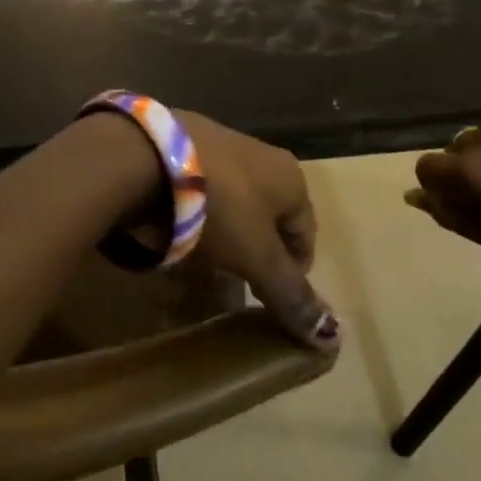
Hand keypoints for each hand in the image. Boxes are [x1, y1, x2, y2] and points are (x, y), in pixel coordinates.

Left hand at [177, 112, 337, 351]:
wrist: (146, 156)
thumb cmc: (219, 208)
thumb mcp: (258, 257)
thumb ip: (291, 294)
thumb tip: (333, 336)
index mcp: (289, 176)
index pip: (305, 232)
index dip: (294, 270)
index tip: (271, 298)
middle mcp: (260, 153)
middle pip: (267, 216)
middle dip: (255, 252)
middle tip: (236, 283)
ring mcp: (217, 143)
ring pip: (231, 202)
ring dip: (223, 232)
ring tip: (202, 261)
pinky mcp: (179, 143)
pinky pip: (196, 190)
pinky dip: (192, 213)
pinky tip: (173, 231)